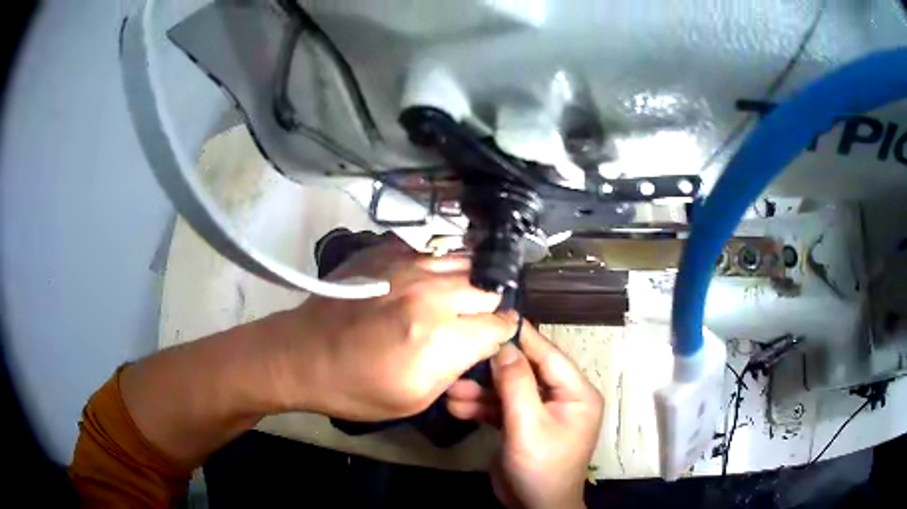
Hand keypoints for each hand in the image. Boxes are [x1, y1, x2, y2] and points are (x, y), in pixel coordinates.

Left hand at [269, 238, 517, 420]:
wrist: (302, 354)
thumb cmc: (357, 388)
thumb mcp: (415, 400)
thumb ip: (456, 369)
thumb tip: (478, 344)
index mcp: (441, 337)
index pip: (498, 325)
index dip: (502, 334)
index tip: (497, 337)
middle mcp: (432, 293)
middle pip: (487, 291)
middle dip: (487, 308)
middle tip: (473, 321)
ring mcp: (409, 266)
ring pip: (464, 263)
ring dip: (467, 283)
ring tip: (457, 298)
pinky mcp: (387, 252)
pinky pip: (432, 251)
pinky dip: (440, 266)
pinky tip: (430, 280)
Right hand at [447, 324, 602, 508]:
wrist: (535, 508)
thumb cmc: (542, 468)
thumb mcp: (528, 426)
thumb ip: (516, 385)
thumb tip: (504, 345)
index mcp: (576, 392)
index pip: (548, 354)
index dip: (522, 335)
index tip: (494, 314)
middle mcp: (561, 396)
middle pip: (524, 371)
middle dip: (492, 369)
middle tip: (461, 355)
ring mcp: (540, 411)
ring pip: (509, 390)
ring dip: (481, 391)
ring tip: (450, 390)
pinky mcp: (522, 424)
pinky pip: (502, 408)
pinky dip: (481, 407)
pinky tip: (456, 406)